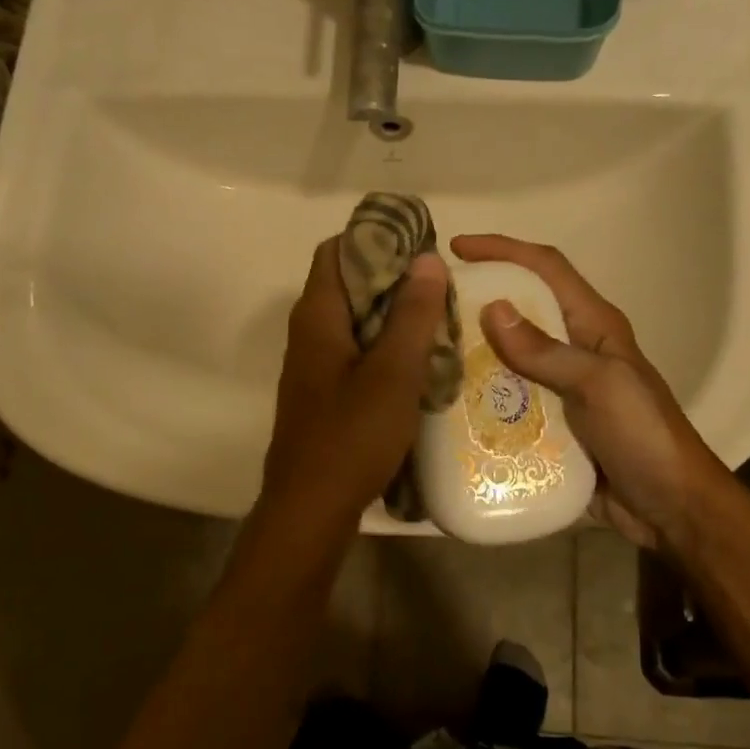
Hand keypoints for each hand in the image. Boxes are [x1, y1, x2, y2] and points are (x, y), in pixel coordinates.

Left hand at [257, 237, 449, 531]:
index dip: (376, 240)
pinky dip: (385, 346)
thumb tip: (427, 259)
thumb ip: (412, 314)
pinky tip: (419, 362)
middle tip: (440, 286)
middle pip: (348, 284)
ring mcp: (315, 365)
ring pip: (355, 321)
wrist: (311, 508)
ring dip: (393, 315)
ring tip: (438, 319)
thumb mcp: (393, 372)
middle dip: (394, 278)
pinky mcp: (325, 393)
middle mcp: (309, 332)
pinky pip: (356, 352)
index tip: (421, 247)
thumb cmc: (352, 436)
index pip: (337, 251)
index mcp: (317, 316)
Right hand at [448, 234, 734, 554]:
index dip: (504, 250)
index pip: (546, 269)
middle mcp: (573, 349)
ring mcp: (560, 389)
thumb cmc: (644, 436)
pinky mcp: (549, 425)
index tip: (457, 247)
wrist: (669, 507)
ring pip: (506, 359)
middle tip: (430, 308)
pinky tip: (448, 407)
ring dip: (472, 355)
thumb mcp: (601, 386)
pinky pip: (506, 402)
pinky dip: (480, 399)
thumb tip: (492, 309)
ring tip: (428, 356)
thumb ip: (548, 351)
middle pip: (519, 311)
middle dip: (477, 303)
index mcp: (593, 325)